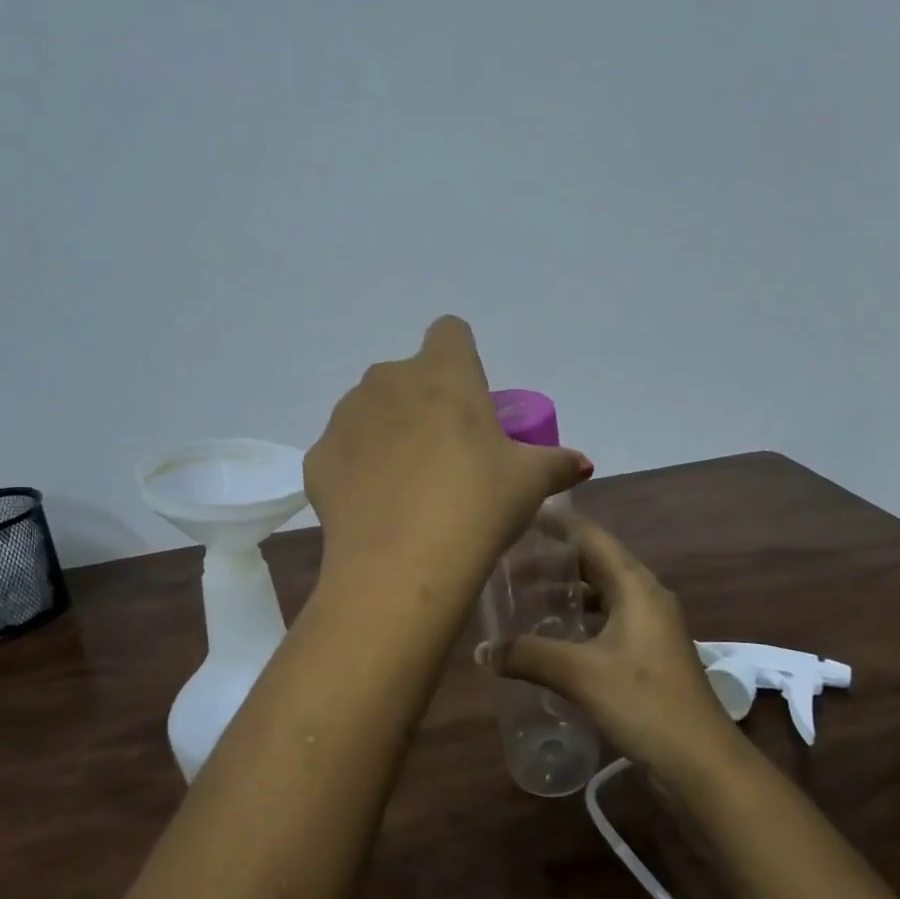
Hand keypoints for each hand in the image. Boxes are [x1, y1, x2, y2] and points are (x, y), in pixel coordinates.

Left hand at [305, 317, 591, 588]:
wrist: (400, 566)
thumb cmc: (476, 505)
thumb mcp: (530, 483)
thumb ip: (557, 462)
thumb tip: (581, 463)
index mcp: (442, 373)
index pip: (450, 332)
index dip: (463, 359)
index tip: (473, 399)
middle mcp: (387, 380)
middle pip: (410, 375)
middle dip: (426, 401)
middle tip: (448, 453)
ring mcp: (345, 417)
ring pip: (372, 410)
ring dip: (390, 431)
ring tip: (410, 485)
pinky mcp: (318, 457)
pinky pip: (344, 450)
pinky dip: (358, 468)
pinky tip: (377, 506)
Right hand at [488, 510, 739, 779]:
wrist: (701, 762)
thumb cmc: (644, 702)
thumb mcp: (581, 674)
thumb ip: (528, 656)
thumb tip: (481, 651)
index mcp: (635, 585)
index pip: (591, 536)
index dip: (557, 523)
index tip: (520, 513)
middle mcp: (645, 596)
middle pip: (595, 562)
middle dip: (553, 560)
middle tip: (509, 561)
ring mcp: (650, 625)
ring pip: (601, 593)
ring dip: (566, 592)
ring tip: (524, 596)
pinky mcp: (649, 653)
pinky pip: (607, 619)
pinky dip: (580, 619)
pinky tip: (553, 636)